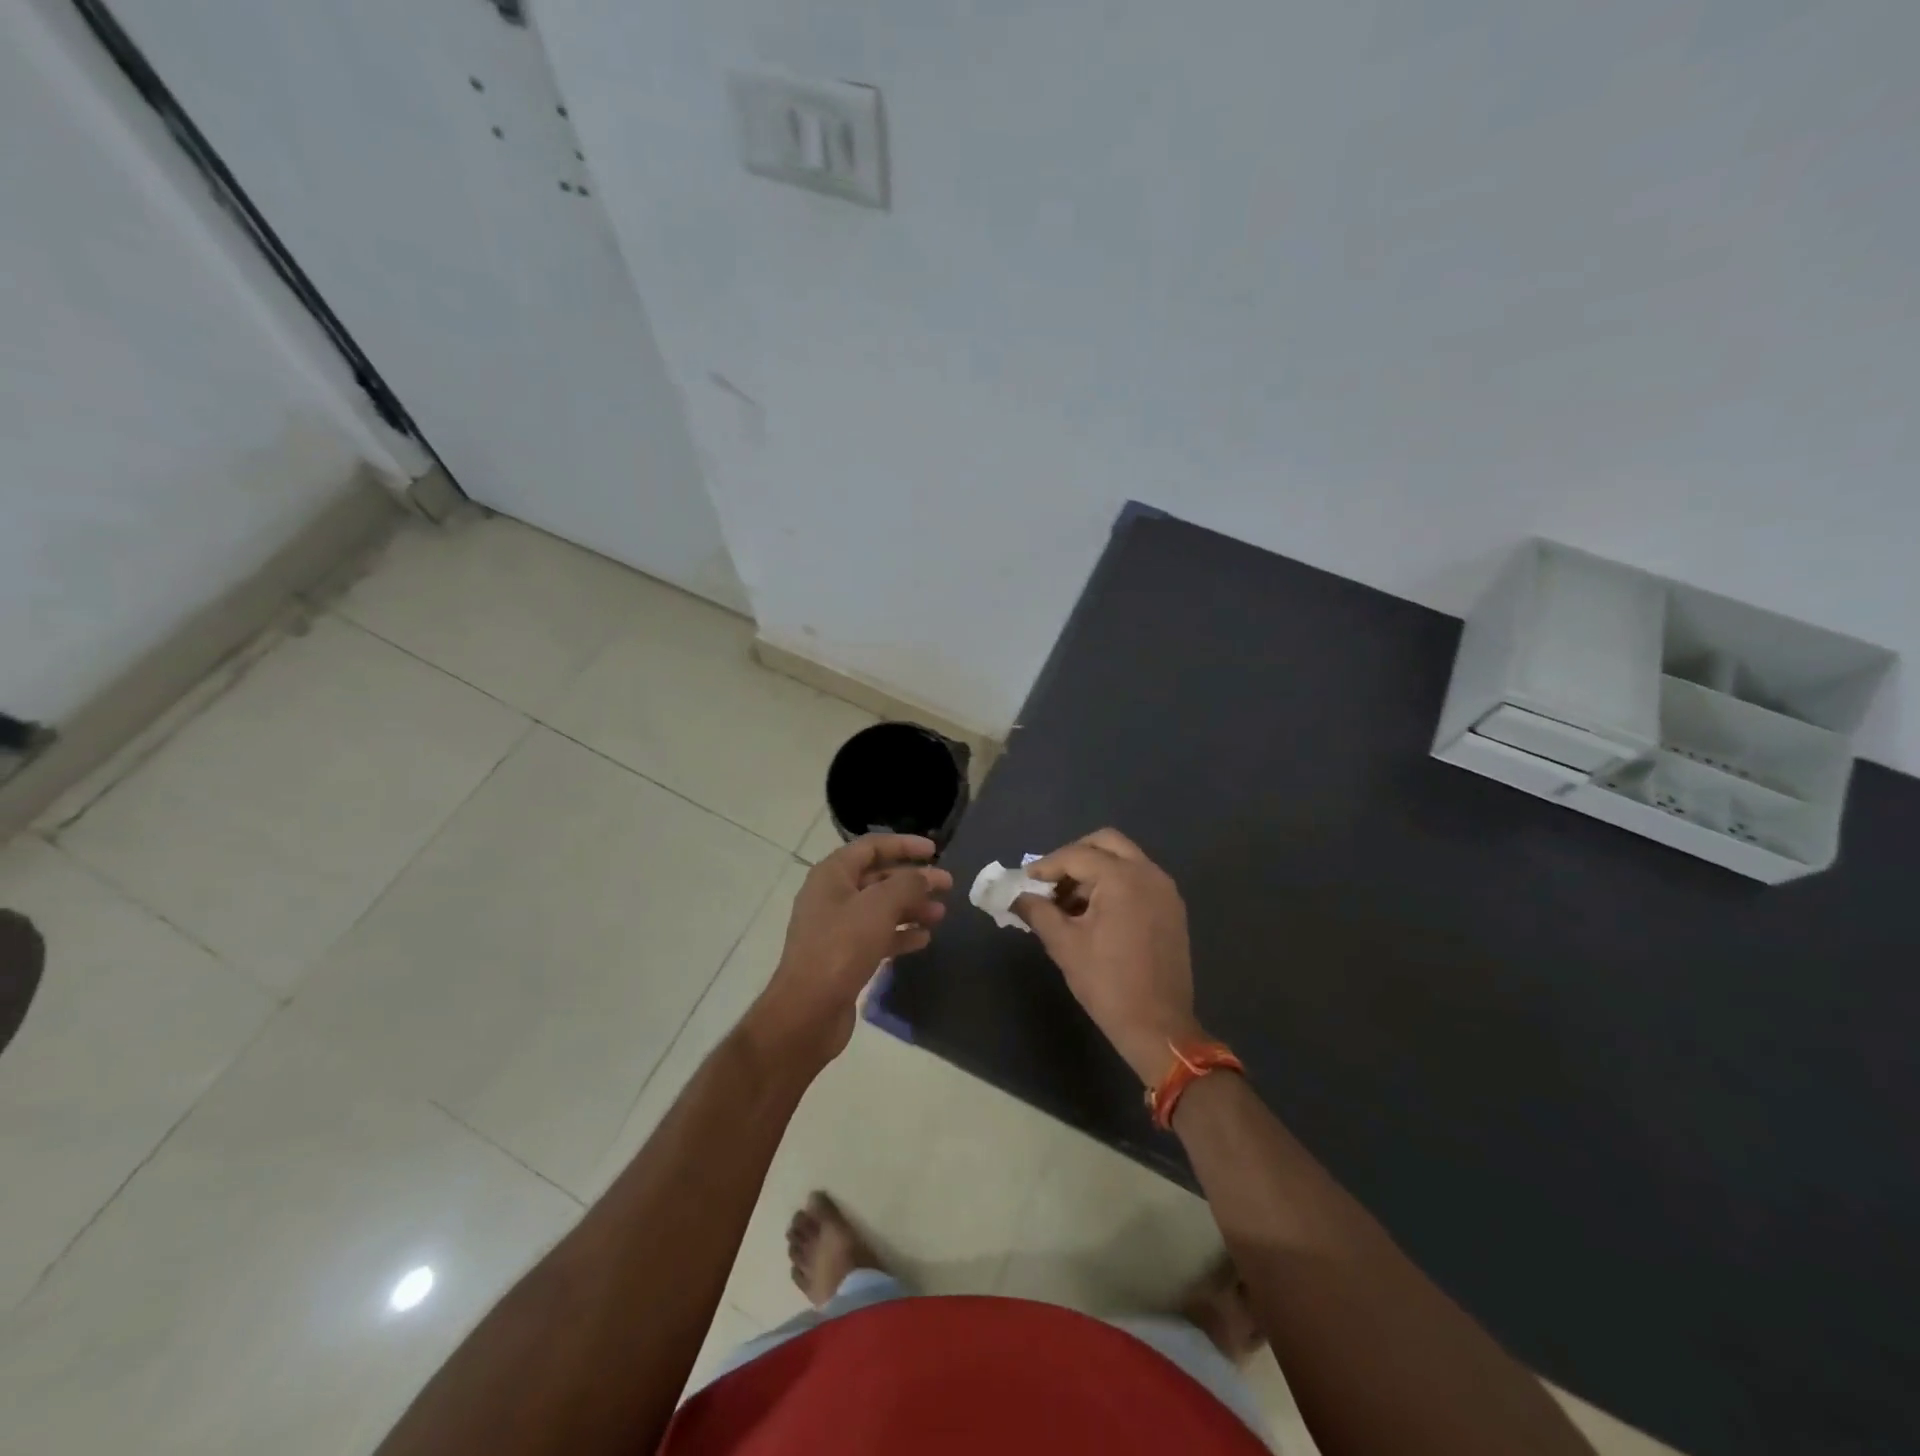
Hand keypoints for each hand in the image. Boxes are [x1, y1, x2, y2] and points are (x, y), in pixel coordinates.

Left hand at [747, 834, 951, 1068]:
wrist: (808, 1011)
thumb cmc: (841, 947)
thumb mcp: (879, 907)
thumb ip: (907, 884)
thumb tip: (925, 876)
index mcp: (832, 875)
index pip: (872, 847)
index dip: (904, 845)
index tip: (934, 851)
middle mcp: (832, 896)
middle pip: (878, 878)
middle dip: (913, 880)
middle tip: (947, 885)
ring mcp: (836, 928)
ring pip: (880, 908)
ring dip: (910, 908)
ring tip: (940, 914)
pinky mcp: (843, 956)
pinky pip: (877, 936)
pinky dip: (900, 934)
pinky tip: (923, 939)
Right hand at [1015, 828, 1203, 1084]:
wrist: (1159, 1027)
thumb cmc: (1107, 984)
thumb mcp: (1064, 945)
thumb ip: (1037, 911)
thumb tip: (1015, 897)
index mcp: (1123, 878)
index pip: (1076, 855)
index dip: (1046, 866)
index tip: (1025, 881)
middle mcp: (1148, 874)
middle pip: (1106, 843)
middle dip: (1074, 856)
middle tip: (1050, 881)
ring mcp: (1165, 890)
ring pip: (1124, 860)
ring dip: (1094, 871)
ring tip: (1067, 903)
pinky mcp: (1171, 908)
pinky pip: (1138, 879)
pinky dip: (1114, 884)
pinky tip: (1094, 913)